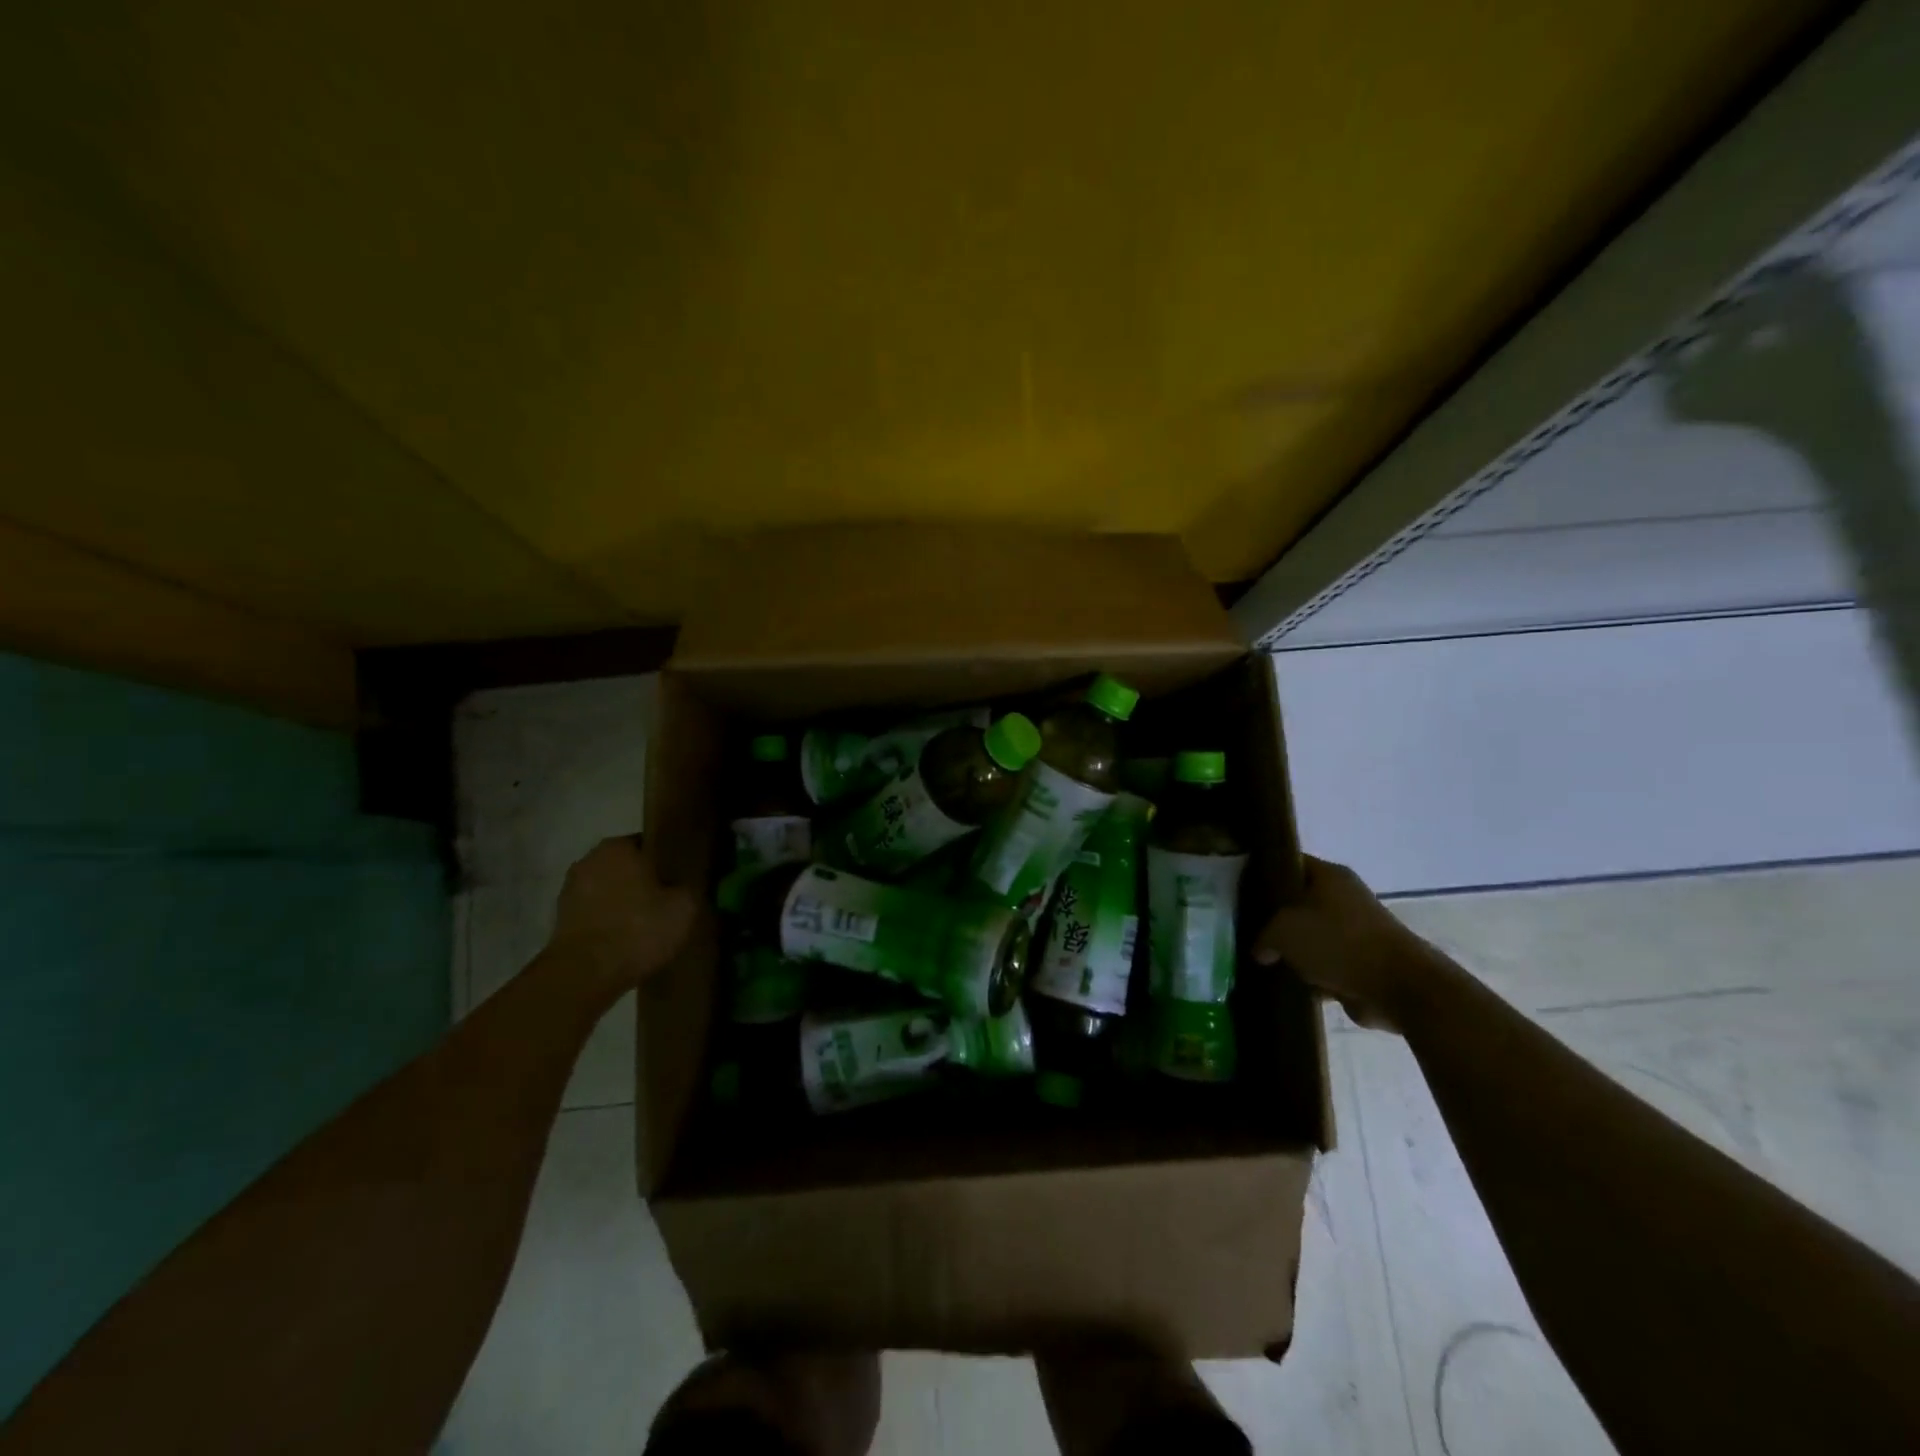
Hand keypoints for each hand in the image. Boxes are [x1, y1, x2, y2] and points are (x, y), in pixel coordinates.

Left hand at [544, 837, 696, 995]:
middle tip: (668, 902)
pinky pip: (595, 912)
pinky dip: (609, 921)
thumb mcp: (684, 908)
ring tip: (647, 925)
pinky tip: (626, 940)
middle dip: (645, 881)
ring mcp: (570, 890)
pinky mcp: (561, 919)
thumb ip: (688, 888)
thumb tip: (685, 887)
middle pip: (627, 866)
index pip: (650, 843)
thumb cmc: (637, 929)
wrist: (584, 975)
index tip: (681, 879)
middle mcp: (590, 859)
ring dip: (624, 902)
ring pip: (609, 889)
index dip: (668, 861)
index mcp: (619, 846)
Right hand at [1253, 855, 1447, 1032]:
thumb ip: (1263, 937)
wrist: (1399, 986)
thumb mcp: (1283, 932)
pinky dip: (1313, 973)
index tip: (1240, 889)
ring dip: (1294, 949)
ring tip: (1264, 959)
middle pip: (1299, 901)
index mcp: (1329, 875)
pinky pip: (1327, 962)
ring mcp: (1357, 930)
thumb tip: (1261, 950)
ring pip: (1312, 935)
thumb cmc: (1338, 943)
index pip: (1288, 863)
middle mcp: (1345, 897)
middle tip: (1248, 929)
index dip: (1263, 873)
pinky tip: (1289, 982)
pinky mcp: (1364, 961)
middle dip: (1275, 917)